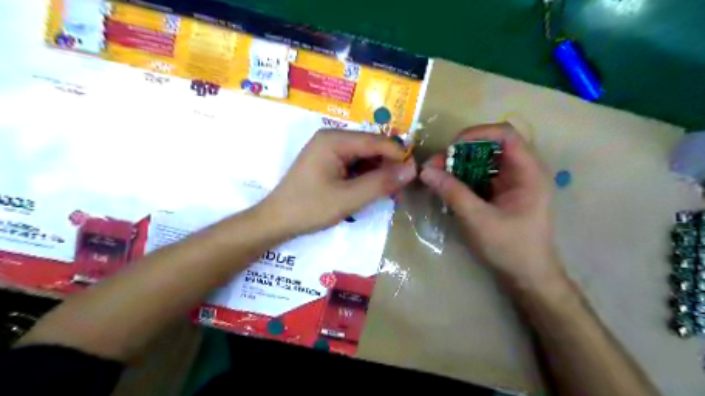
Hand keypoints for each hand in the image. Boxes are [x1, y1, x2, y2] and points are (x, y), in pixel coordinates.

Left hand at [258, 130, 414, 236]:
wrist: (276, 221)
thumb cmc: (309, 208)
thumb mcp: (348, 198)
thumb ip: (381, 183)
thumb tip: (412, 169)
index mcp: (334, 140)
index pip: (376, 141)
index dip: (398, 155)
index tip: (415, 173)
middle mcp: (332, 138)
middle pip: (370, 147)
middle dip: (388, 166)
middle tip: (402, 188)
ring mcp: (328, 150)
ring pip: (364, 157)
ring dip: (378, 173)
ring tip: (391, 193)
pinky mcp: (327, 162)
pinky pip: (354, 165)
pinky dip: (366, 177)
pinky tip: (373, 190)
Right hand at [420, 123, 565, 289]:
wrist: (527, 277)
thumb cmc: (510, 248)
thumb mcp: (478, 220)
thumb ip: (452, 192)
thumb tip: (425, 170)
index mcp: (528, 172)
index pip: (505, 135)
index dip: (477, 133)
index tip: (450, 147)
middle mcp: (522, 171)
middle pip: (490, 147)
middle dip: (460, 152)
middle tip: (435, 164)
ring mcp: (511, 183)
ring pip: (482, 162)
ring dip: (458, 165)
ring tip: (435, 175)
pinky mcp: (501, 194)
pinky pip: (479, 177)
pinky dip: (461, 179)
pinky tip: (446, 187)